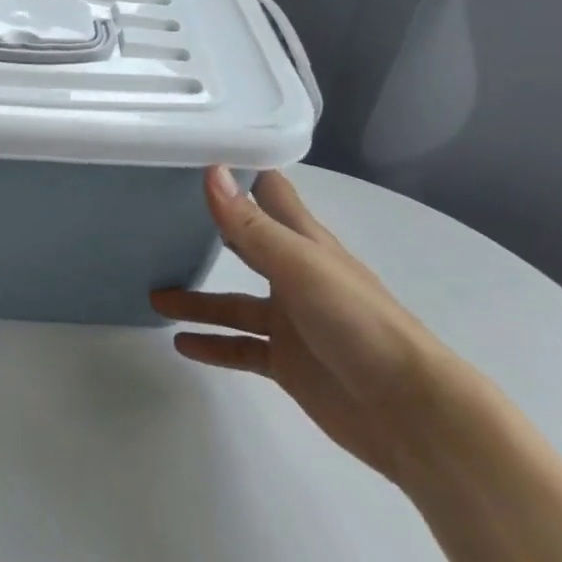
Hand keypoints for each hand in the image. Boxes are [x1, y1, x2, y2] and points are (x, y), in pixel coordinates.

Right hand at [152, 166, 452, 483]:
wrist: (407, 410)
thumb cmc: (357, 322)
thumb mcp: (299, 267)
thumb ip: (251, 226)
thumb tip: (211, 171)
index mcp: (303, 241)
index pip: (268, 191)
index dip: (238, 169)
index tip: (193, 150)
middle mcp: (293, 274)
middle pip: (245, 242)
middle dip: (208, 227)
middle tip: (157, 212)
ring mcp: (289, 320)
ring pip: (233, 300)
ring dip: (197, 298)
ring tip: (154, 293)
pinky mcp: (286, 361)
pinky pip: (239, 347)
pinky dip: (211, 344)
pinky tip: (180, 344)